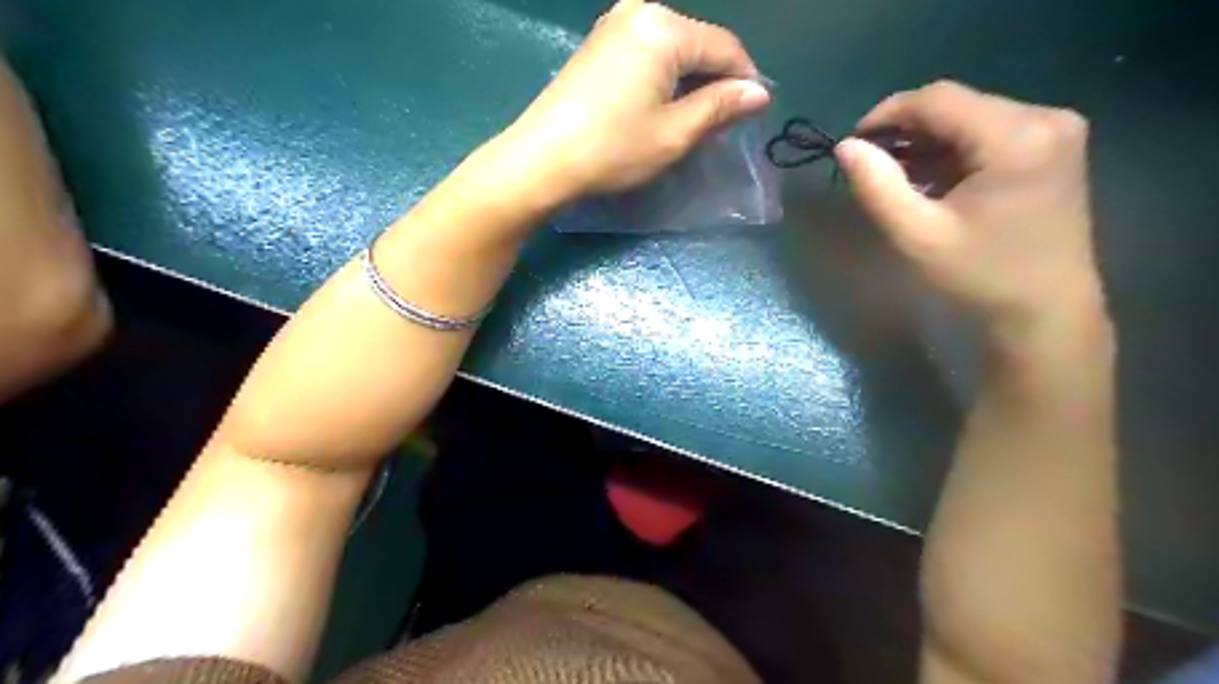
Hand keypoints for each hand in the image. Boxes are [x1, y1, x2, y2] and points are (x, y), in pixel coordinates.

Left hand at [496, 0, 764, 198]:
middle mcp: (640, 11)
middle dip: (715, 81)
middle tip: (720, 124)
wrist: (542, 159)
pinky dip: (662, 77)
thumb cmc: (613, 149)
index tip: (753, 115)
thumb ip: (719, 107)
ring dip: (689, 81)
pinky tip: (660, 106)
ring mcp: (613, 24)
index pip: (724, 47)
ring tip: (691, 119)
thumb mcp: (674, 133)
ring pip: (673, 48)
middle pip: (697, 43)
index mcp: (664, 28)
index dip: (745, 80)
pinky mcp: (597, 44)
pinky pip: (647, 52)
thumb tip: (759, 93)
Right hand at [839, 81, 1107, 346]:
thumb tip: (845, 147)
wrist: (1046, 310)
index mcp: (1015, 137)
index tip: (852, 144)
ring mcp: (1055, 130)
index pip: (938, 99)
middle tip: (871, 165)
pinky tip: (932, 179)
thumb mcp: (917, 236)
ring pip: (970, 116)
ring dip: (928, 141)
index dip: (887, 113)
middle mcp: (1045, 118)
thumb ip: (877, 187)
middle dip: (907, 130)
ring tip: (897, 176)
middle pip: (957, 105)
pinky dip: (953, 150)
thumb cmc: (980, 277)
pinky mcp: (1054, 146)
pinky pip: (989, 131)